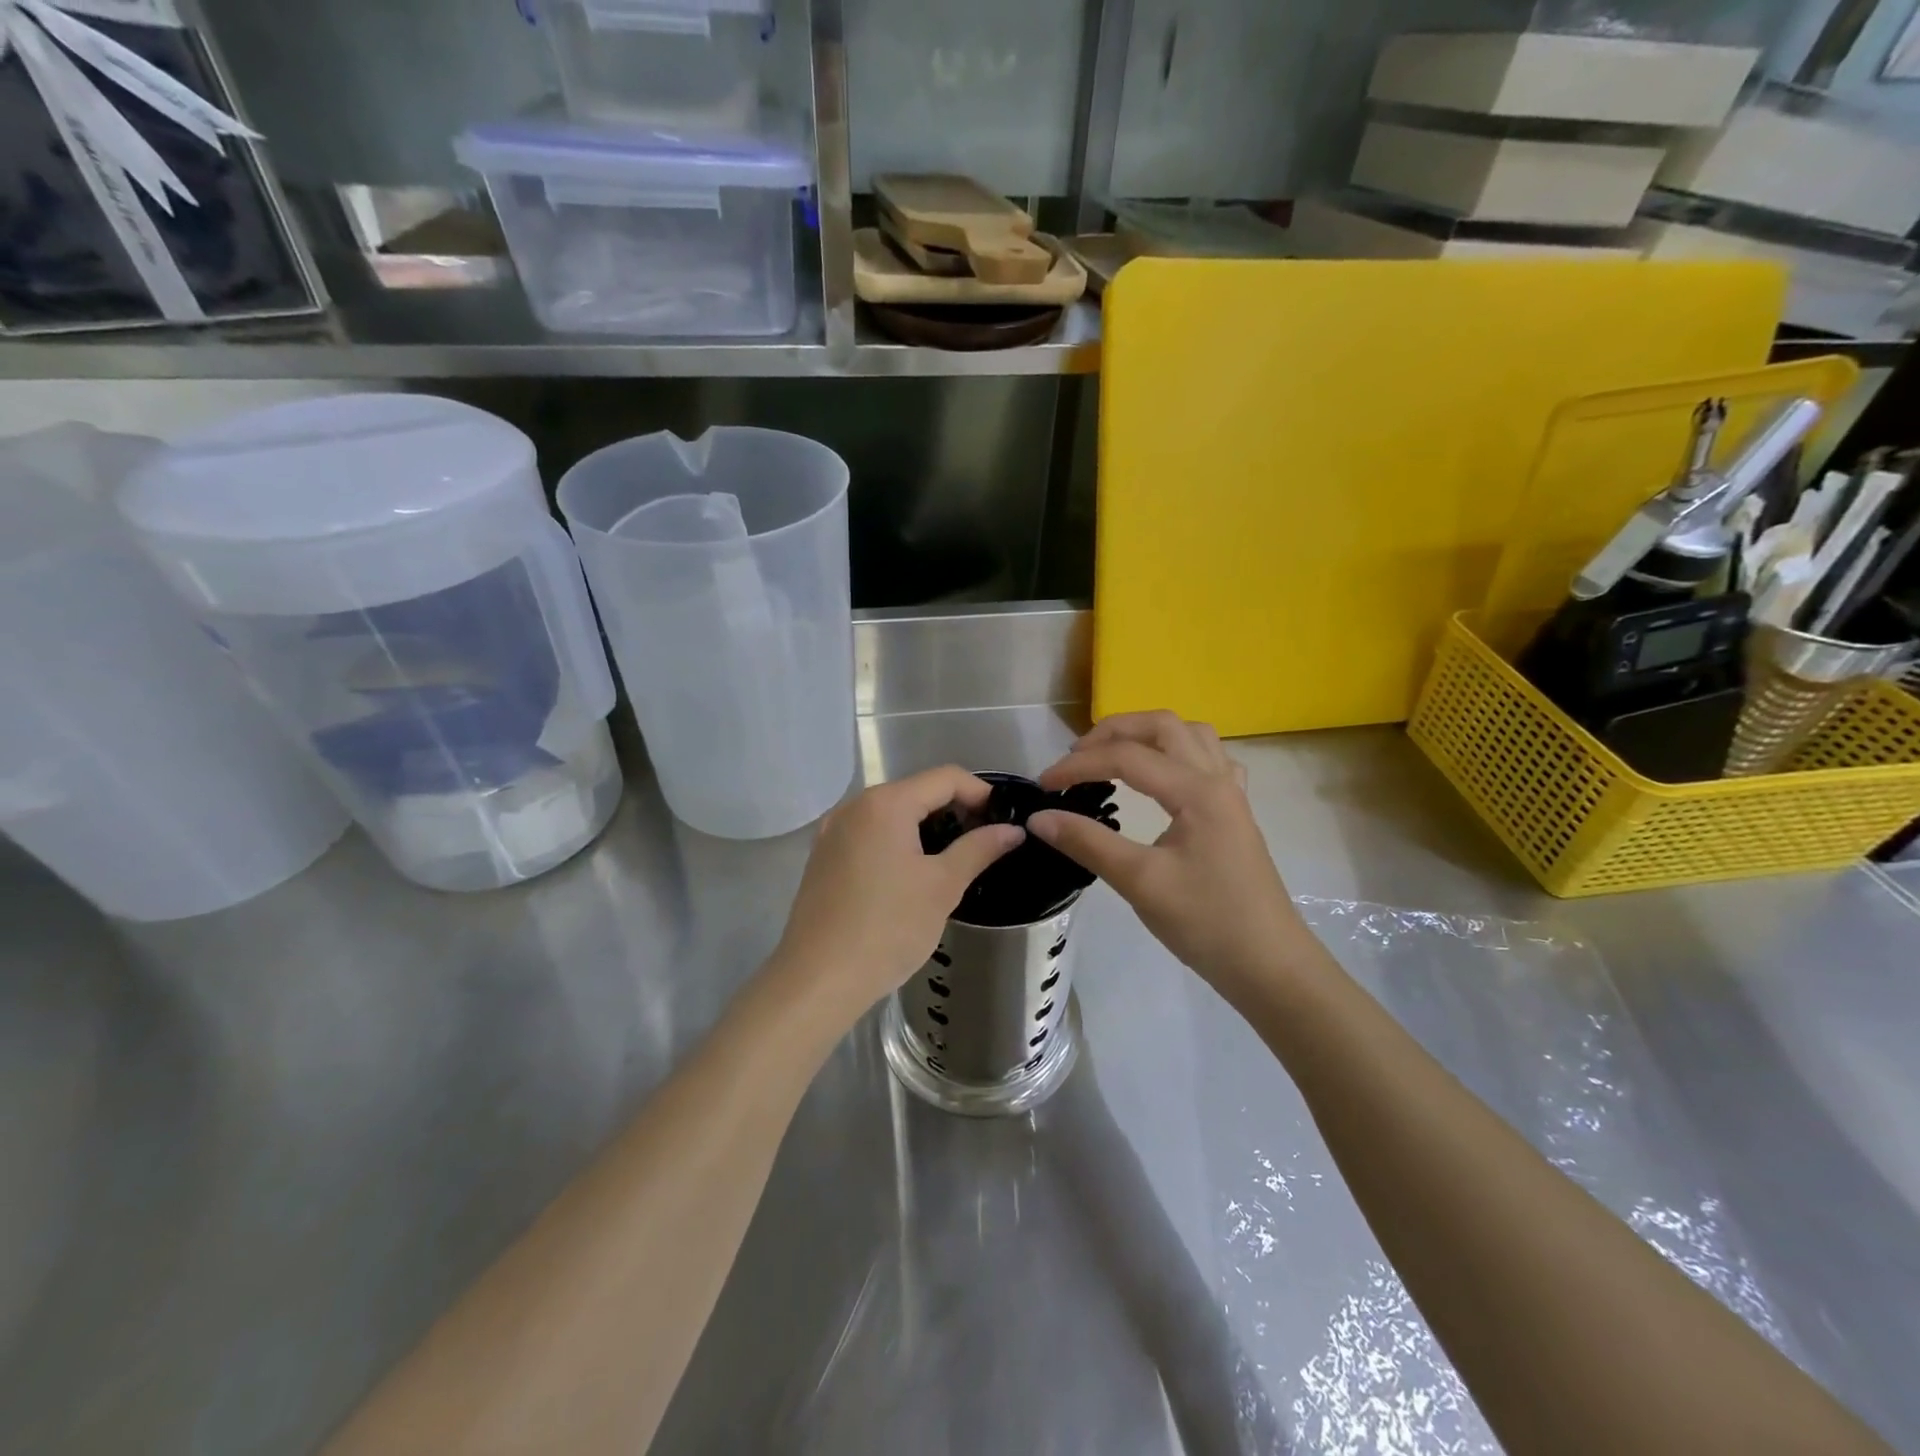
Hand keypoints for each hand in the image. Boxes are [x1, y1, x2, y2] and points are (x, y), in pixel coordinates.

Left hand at [772, 766, 1024, 1024]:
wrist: (819, 979)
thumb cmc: (888, 928)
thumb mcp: (943, 886)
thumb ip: (979, 849)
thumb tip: (1013, 830)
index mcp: (885, 803)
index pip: (945, 778)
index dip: (980, 793)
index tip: (1003, 820)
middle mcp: (854, 806)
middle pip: (916, 791)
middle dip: (953, 810)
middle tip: (983, 842)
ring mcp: (833, 831)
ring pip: (891, 813)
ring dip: (925, 827)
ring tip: (953, 859)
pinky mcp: (823, 856)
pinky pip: (869, 833)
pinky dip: (897, 841)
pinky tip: (911, 874)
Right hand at [1030, 712, 1307, 995]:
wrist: (1269, 965)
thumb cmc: (1206, 923)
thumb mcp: (1140, 882)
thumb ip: (1088, 843)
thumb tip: (1039, 818)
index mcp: (1197, 790)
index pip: (1127, 757)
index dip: (1079, 766)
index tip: (1043, 786)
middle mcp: (1217, 779)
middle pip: (1162, 726)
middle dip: (1113, 732)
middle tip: (1076, 759)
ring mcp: (1231, 794)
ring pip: (1190, 735)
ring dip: (1148, 735)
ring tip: (1114, 757)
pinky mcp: (1235, 813)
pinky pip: (1209, 761)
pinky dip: (1178, 755)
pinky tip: (1164, 778)